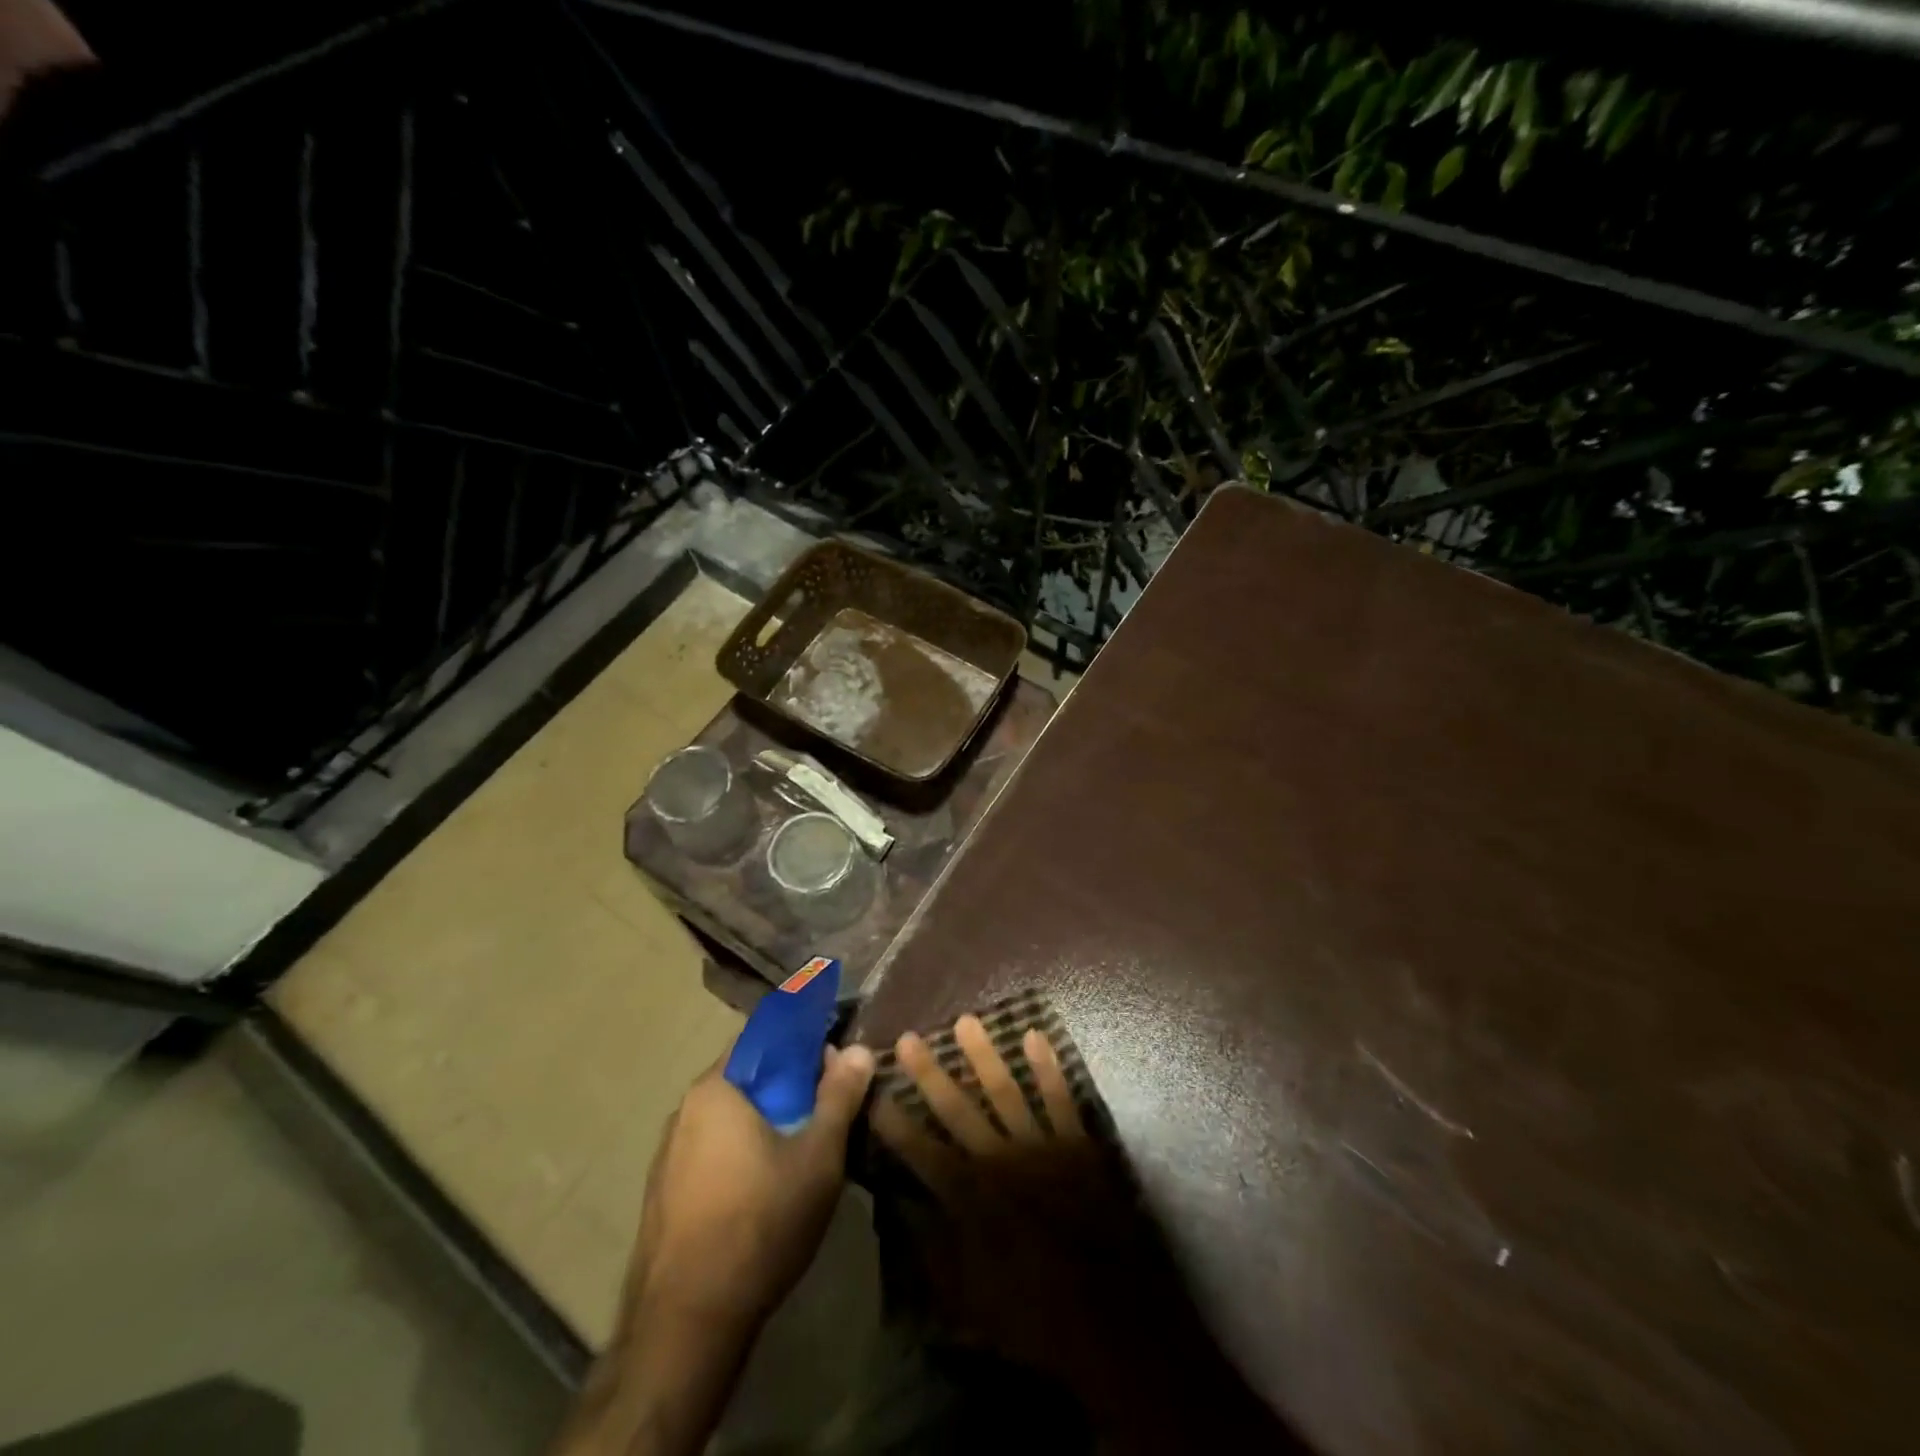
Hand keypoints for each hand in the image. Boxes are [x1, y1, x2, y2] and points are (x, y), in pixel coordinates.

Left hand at [552, 1041, 875, 1455]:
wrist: (686, 1325)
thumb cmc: (759, 1224)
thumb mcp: (818, 1157)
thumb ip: (839, 1096)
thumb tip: (858, 1050)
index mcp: (717, 1087)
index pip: (764, 1035)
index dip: (804, 1041)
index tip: (835, 1059)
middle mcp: (686, 1109)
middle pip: (749, 1076)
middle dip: (791, 1084)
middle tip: (828, 1107)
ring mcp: (669, 1153)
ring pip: (731, 1115)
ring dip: (768, 1119)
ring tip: (805, 1146)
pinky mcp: (665, 1192)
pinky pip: (713, 1149)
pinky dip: (743, 1150)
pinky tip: (767, 1186)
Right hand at [872, 1016, 1305, 1453]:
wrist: (1114, 1319)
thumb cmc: (1037, 1314)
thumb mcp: (972, 1302)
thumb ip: (936, 1254)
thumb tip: (908, 1210)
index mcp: (973, 1202)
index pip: (923, 1154)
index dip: (896, 1124)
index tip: (875, 1094)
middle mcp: (1002, 1163)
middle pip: (958, 1111)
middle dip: (930, 1075)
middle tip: (908, 1038)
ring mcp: (1043, 1148)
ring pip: (1007, 1092)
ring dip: (984, 1056)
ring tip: (966, 1021)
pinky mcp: (1078, 1144)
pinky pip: (1062, 1098)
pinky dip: (1049, 1068)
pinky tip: (1036, 1036)